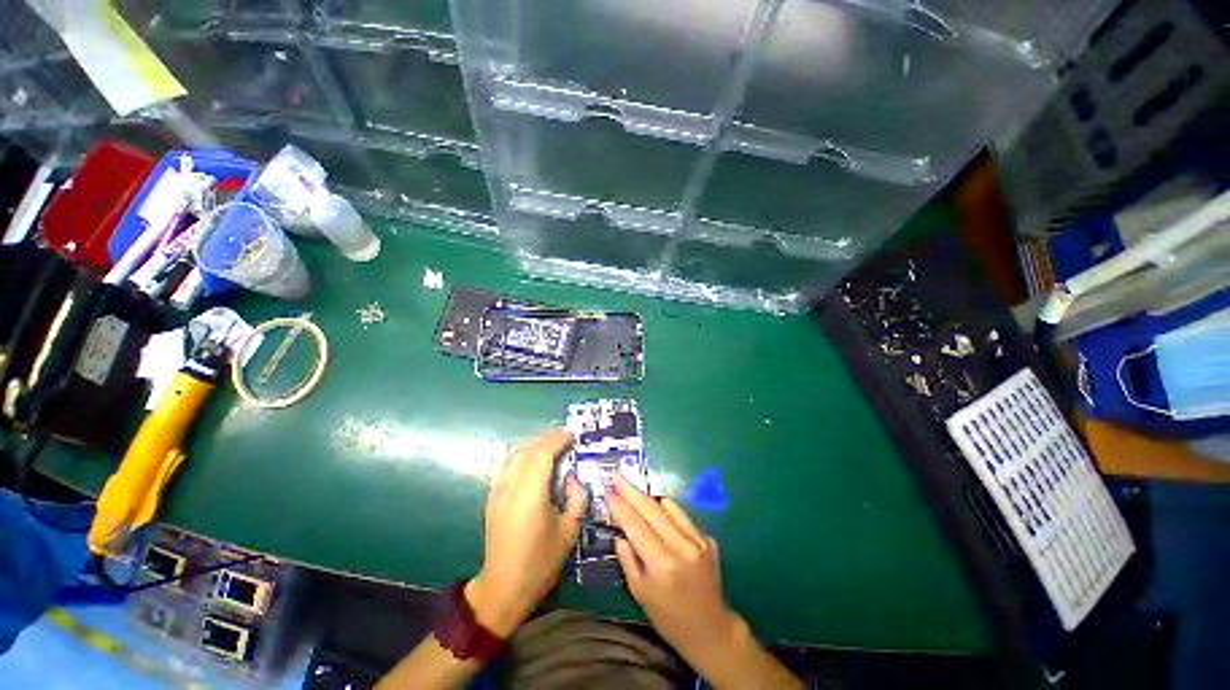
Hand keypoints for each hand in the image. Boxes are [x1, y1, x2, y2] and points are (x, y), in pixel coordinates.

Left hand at [467, 428, 586, 636]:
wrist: (503, 588)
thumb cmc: (540, 562)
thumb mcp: (568, 531)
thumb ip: (576, 498)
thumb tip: (571, 477)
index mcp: (530, 495)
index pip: (542, 454)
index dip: (557, 440)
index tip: (571, 434)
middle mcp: (511, 488)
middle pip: (527, 450)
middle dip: (547, 439)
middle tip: (564, 437)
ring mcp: (497, 492)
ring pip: (514, 455)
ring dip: (533, 445)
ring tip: (550, 445)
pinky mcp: (491, 499)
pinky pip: (505, 466)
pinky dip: (520, 456)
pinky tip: (530, 460)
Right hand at [607, 474, 740, 661]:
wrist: (711, 630)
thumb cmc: (668, 618)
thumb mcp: (640, 594)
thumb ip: (627, 560)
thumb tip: (618, 534)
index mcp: (661, 563)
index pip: (635, 525)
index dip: (619, 505)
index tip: (607, 489)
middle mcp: (681, 546)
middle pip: (651, 509)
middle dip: (631, 490)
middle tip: (616, 475)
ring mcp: (697, 540)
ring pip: (668, 507)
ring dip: (648, 498)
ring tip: (632, 490)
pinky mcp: (707, 539)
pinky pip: (682, 516)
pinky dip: (667, 510)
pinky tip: (657, 512)